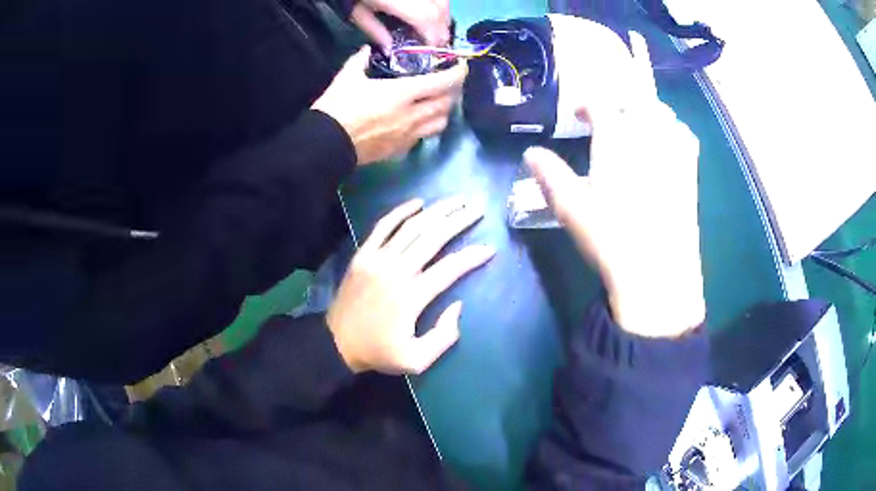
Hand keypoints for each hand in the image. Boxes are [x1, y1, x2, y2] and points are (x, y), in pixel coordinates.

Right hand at [312, 47, 466, 164]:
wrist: (326, 145)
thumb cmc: (337, 108)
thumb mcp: (346, 77)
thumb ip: (360, 60)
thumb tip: (367, 50)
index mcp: (402, 94)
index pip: (442, 83)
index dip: (457, 73)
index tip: (461, 66)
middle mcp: (412, 115)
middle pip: (447, 104)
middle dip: (453, 91)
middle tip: (448, 82)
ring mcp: (409, 135)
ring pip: (441, 123)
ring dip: (444, 110)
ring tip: (437, 101)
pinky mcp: (401, 150)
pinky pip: (424, 137)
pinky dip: (428, 126)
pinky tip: (418, 120)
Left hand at [327, 197, 494, 374]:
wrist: (335, 343)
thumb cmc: (378, 351)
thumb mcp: (415, 360)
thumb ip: (443, 337)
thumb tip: (458, 306)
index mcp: (410, 297)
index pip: (449, 269)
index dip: (472, 257)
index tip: (490, 248)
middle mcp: (395, 271)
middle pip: (433, 237)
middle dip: (459, 220)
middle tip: (478, 209)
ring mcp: (376, 259)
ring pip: (411, 227)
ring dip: (436, 211)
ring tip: (457, 200)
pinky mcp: (363, 254)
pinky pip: (383, 226)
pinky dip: (401, 211)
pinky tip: (418, 203)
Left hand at [351, 0, 449, 50]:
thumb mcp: (358, 13)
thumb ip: (375, 31)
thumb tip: (390, 49)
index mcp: (396, 0)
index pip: (426, 18)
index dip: (432, 35)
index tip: (431, 48)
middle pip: (440, 8)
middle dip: (442, 27)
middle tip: (437, 42)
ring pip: (444, 1)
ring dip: (444, 15)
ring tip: (436, 28)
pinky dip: (440, 5)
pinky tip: (433, 12)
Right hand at [523, 37, 704, 338]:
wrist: (658, 271)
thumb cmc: (610, 236)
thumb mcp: (570, 207)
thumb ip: (549, 174)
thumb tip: (530, 153)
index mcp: (615, 140)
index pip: (601, 104)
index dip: (587, 104)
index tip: (579, 115)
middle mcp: (647, 136)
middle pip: (636, 101)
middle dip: (619, 102)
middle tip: (608, 116)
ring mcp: (673, 153)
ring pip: (663, 114)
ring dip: (646, 111)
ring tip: (635, 125)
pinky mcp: (690, 172)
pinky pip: (685, 136)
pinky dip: (673, 129)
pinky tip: (666, 143)